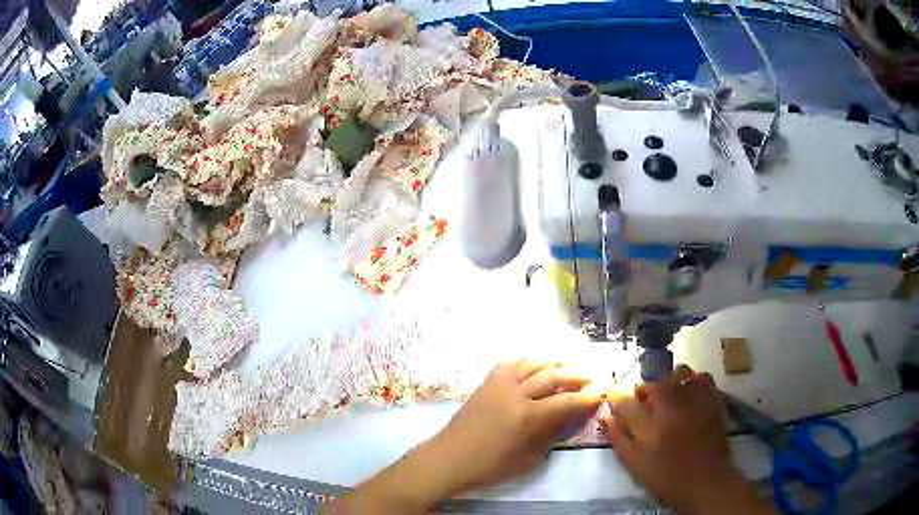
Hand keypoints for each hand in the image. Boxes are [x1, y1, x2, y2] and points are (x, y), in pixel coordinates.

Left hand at [429, 359, 602, 490]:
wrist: (449, 458)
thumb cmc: (489, 466)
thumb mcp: (527, 458)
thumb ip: (550, 434)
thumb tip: (568, 417)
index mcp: (527, 416)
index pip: (565, 402)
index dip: (586, 398)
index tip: (601, 394)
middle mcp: (515, 393)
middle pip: (552, 376)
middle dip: (575, 376)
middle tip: (590, 378)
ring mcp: (498, 384)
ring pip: (532, 363)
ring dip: (553, 363)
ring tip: (567, 367)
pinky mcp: (486, 383)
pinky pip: (510, 364)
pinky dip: (527, 362)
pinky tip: (535, 367)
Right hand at [601, 364, 774, 514]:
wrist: (706, 480)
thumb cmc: (666, 478)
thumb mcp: (635, 465)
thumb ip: (619, 438)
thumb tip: (606, 415)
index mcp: (649, 426)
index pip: (625, 402)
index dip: (618, 402)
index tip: (617, 407)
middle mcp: (671, 406)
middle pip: (652, 382)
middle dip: (643, 390)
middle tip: (644, 403)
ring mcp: (694, 400)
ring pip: (678, 373)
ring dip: (668, 381)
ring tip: (668, 396)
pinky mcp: (712, 399)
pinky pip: (701, 377)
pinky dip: (692, 381)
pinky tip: (689, 394)